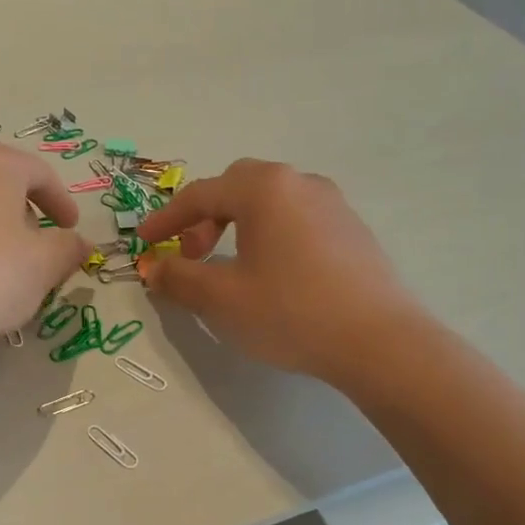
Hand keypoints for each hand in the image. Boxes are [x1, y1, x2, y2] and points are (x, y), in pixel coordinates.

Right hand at [135, 159, 421, 382]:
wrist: (380, 342)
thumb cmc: (290, 312)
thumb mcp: (221, 299)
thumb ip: (178, 277)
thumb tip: (154, 267)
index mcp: (263, 189)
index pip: (199, 195)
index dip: (165, 220)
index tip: (144, 243)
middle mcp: (299, 183)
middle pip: (236, 186)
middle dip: (205, 217)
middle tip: (194, 253)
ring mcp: (332, 203)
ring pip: (270, 201)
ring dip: (239, 224)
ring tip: (232, 265)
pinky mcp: (352, 229)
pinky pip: (297, 218)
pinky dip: (270, 234)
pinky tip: (273, 273)